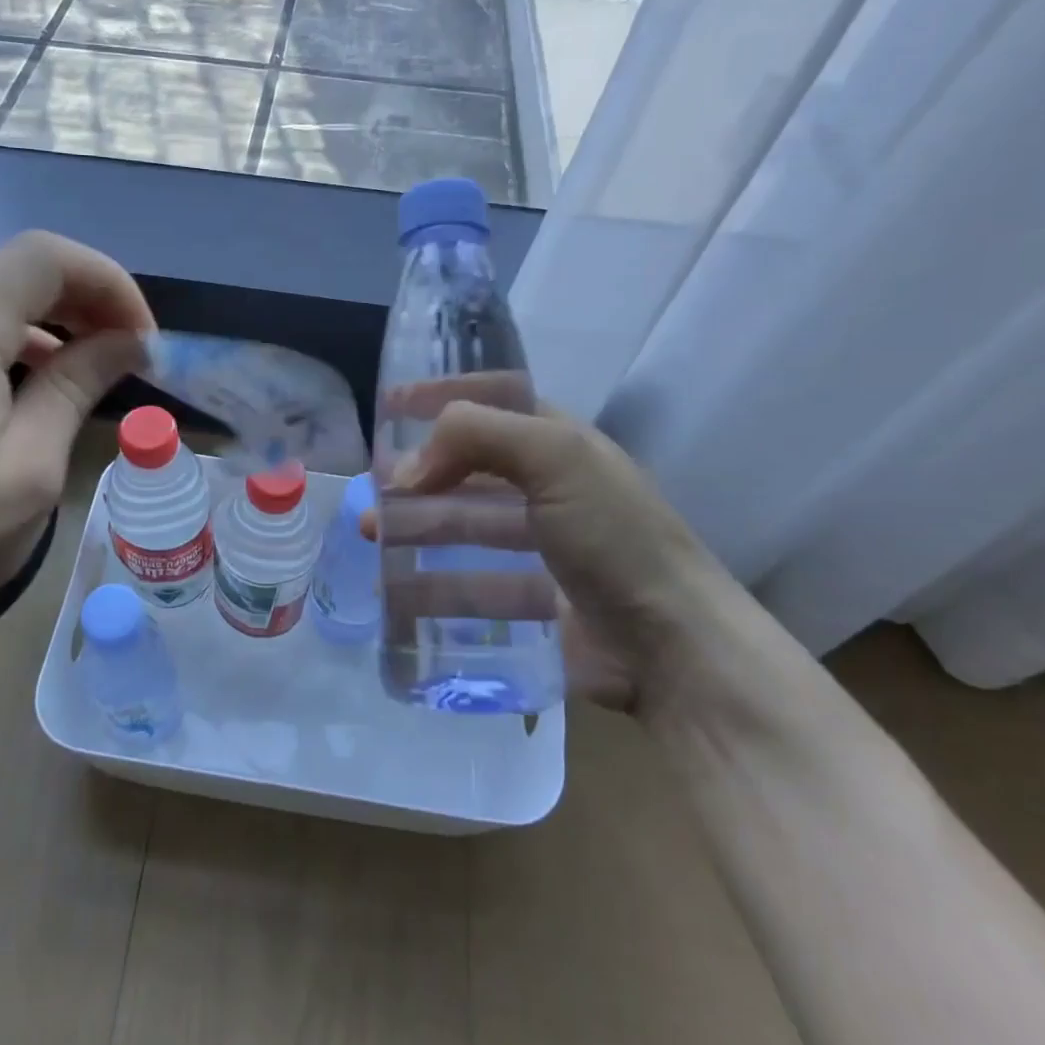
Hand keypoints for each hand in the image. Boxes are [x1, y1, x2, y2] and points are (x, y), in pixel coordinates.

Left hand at [0, 231, 153, 668]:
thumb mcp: (29, 473)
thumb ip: (77, 388)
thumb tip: (129, 342)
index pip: (46, 257)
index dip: (110, 283)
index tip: (143, 341)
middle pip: (15, 270)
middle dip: (85, 300)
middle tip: (127, 356)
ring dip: (47, 323)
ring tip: (86, 373)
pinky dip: (6, 343)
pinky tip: (26, 388)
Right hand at [373, 391, 728, 715]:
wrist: (673, 648)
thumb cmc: (613, 536)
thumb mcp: (554, 456)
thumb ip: (474, 436)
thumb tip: (405, 470)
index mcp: (559, 445)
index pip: (493, 402)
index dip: (443, 397)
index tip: (391, 405)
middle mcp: (551, 490)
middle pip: (469, 470)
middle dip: (418, 475)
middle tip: (372, 490)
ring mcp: (544, 550)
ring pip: (465, 529)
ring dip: (417, 529)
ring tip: (371, 537)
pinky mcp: (536, 604)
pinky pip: (472, 587)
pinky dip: (434, 588)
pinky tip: (399, 593)